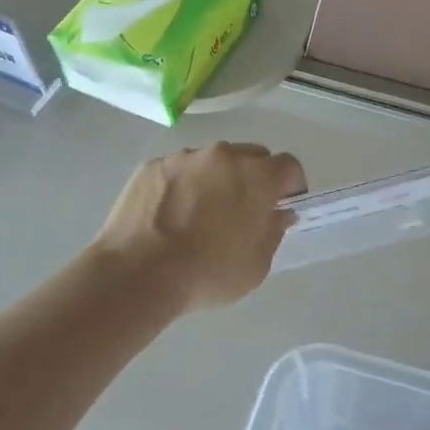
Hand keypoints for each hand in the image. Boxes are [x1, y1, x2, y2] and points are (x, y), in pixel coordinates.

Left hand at [94, 143, 307, 311]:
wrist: (138, 273)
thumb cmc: (208, 273)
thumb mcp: (257, 265)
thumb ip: (273, 232)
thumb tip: (278, 213)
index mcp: (257, 176)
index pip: (288, 166)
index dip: (291, 186)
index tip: (283, 206)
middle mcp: (223, 156)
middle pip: (251, 156)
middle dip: (254, 178)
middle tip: (244, 209)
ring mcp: (184, 157)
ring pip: (212, 161)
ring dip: (216, 179)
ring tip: (199, 213)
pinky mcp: (152, 166)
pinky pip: (178, 170)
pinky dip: (181, 185)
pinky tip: (169, 214)